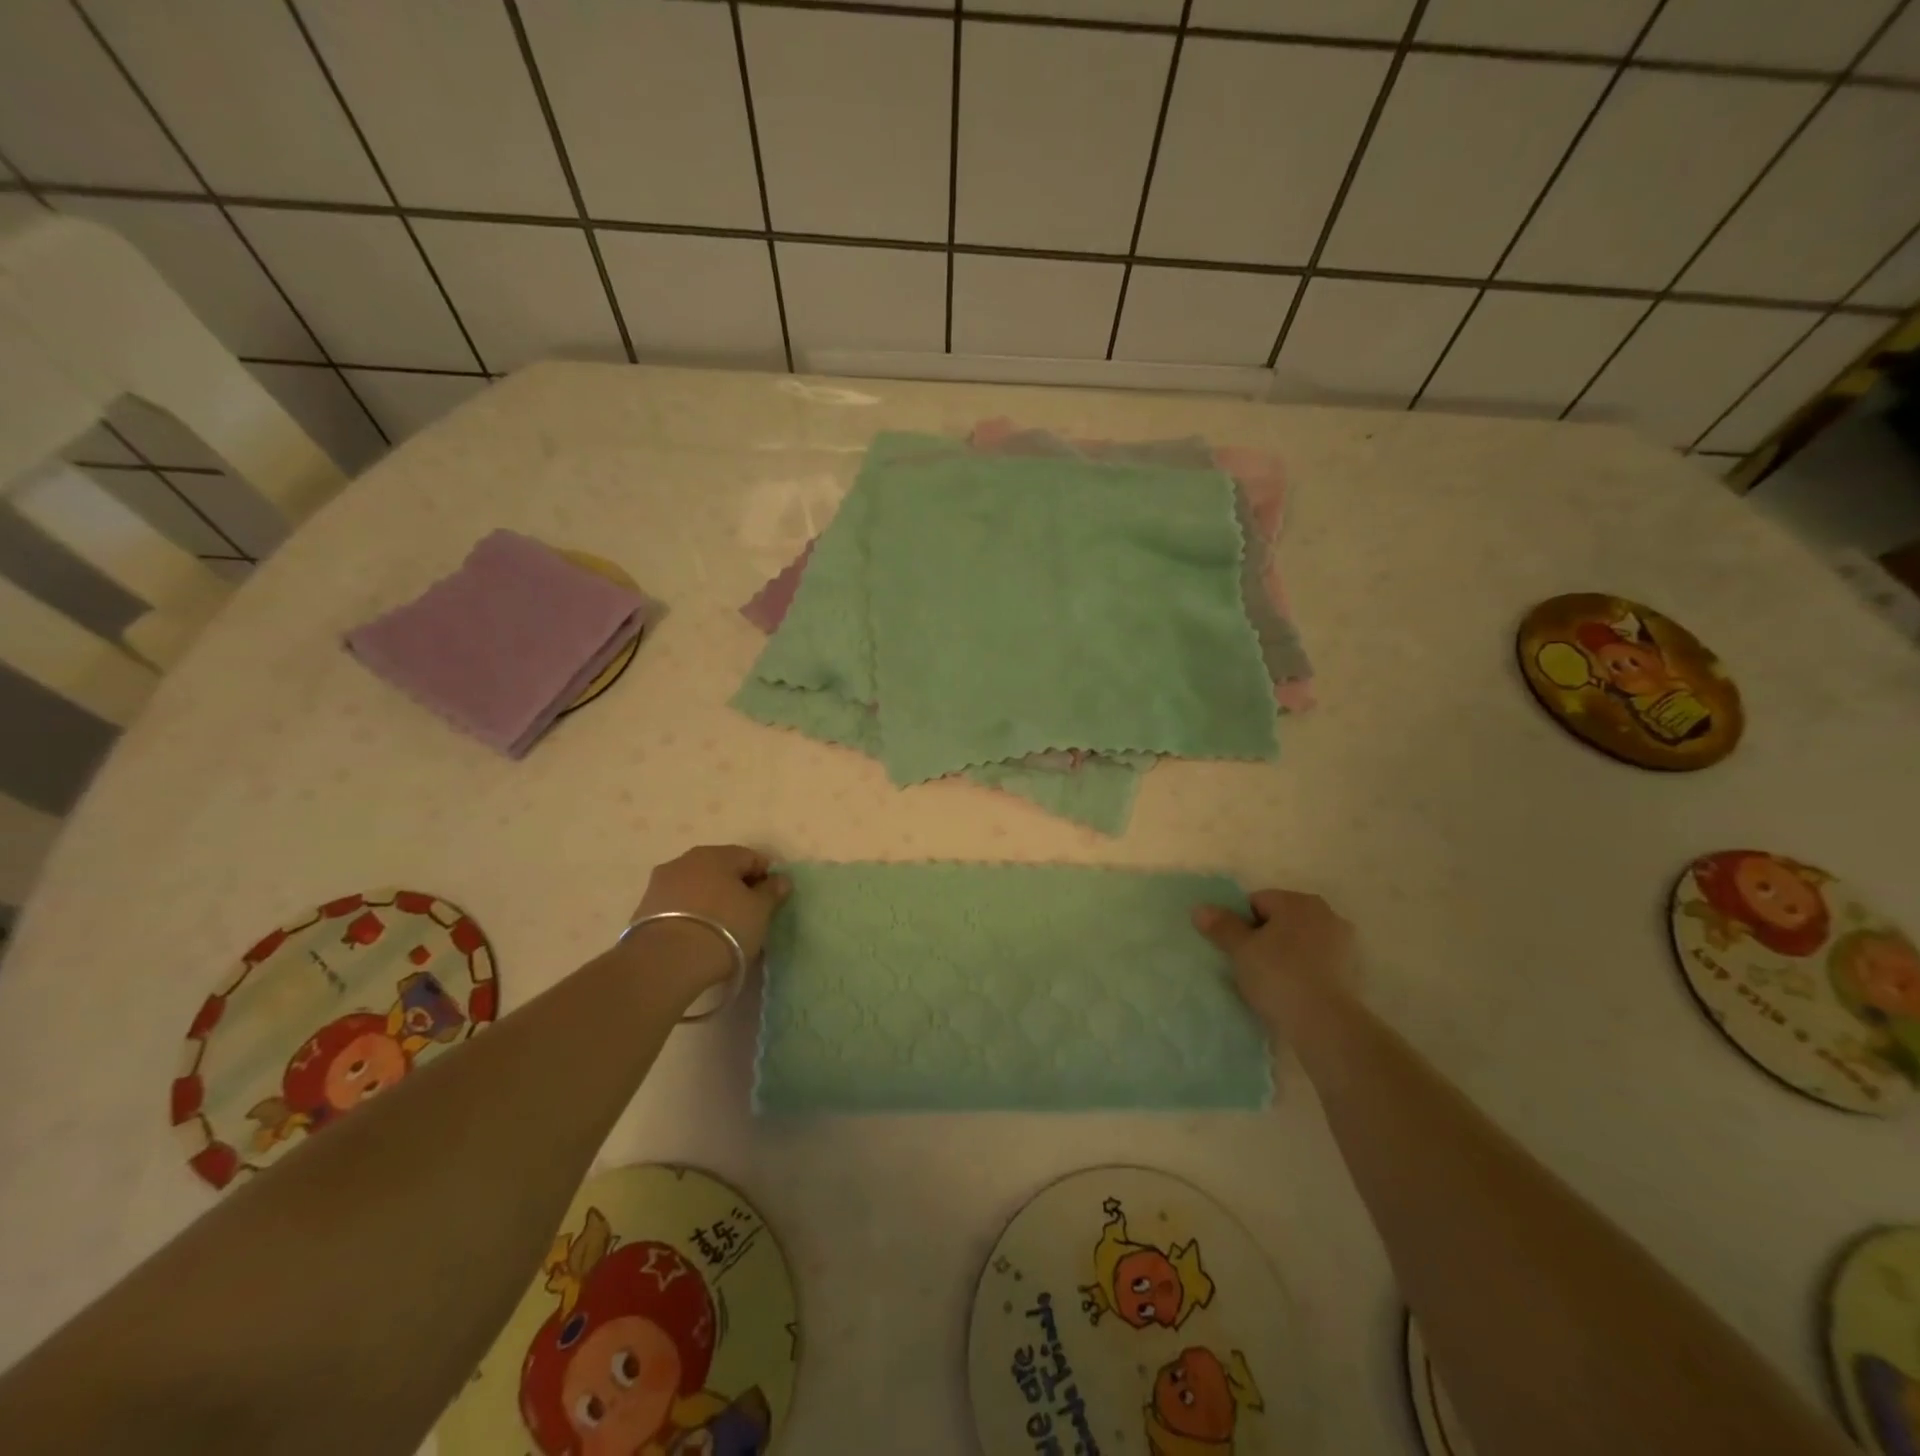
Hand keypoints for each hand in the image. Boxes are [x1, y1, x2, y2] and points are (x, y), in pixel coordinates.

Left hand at [628, 845, 792, 988]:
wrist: (665, 962)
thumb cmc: (724, 928)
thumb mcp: (759, 911)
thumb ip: (772, 892)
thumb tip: (781, 879)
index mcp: (717, 854)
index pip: (751, 857)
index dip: (765, 877)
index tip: (771, 901)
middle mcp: (686, 860)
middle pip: (721, 869)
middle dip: (736, 887)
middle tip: (747, 915)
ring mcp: (661, 883)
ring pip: (696, 886)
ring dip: (710, 900)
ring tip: (720, 928)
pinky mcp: (643, 908)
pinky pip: (677, 905)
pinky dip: (690, 914)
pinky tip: (697, 936)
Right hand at [1192, 889, 1355, 1031]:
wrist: (1326, 1024)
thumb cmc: (1279, 976)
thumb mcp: (1240, 950)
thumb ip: (1221, 926)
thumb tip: (1201, 908)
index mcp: (1298, 901)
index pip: (1257, 901)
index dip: (1240, 923)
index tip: (1235, 949)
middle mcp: (1326, 914)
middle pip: (1281, 919)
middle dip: (1264, 937)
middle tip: (1249, 964)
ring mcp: (1344, 943)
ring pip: (1300, 941)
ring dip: (1285, 954)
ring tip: (1270, 981)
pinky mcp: (1353, 971)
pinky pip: (1317, 962)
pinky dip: (1304, 970)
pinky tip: (1292, 991)